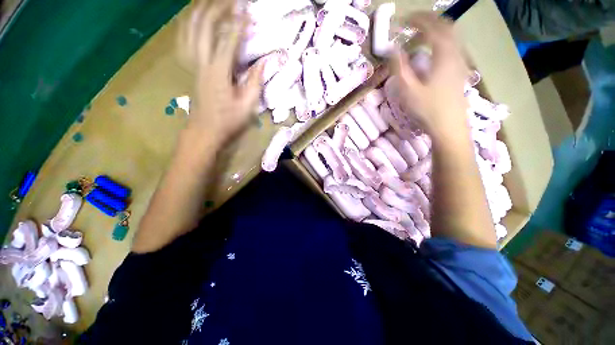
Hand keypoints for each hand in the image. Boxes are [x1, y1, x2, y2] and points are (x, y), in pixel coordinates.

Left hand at [178, 0, 262, 144]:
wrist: (205, 130)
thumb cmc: (228, 121)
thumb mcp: (248, 105)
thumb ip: (256, 82)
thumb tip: (265, 61)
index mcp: (219, 72)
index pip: (229, 39)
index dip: (239, 23)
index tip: (248, 11)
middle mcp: (202, 62)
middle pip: (205, 25)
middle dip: (219, 7)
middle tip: (233, 1)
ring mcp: (192, 63)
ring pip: (191, 27)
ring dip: (202, 10)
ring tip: (214, 2)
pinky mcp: (189, 67)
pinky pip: (185, 38)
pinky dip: (189, 23)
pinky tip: (195, 18)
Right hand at [389, 12, 468, 140]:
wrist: (449, 127)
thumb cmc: (428, 109)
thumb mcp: (409, 90)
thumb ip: (400, 67)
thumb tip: (393, 49)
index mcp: (444, 55)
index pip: (432, 27)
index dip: (417, 20)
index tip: (404, 19)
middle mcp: (456, 54)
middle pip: (446, 27)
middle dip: (429, 21)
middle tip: (412, 23)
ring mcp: (461, 63)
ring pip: (452, 37)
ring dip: (436, 31)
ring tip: (420, 36)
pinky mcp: (460, 72)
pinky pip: (453, 47)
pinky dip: (441, 42)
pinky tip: (432, 52)